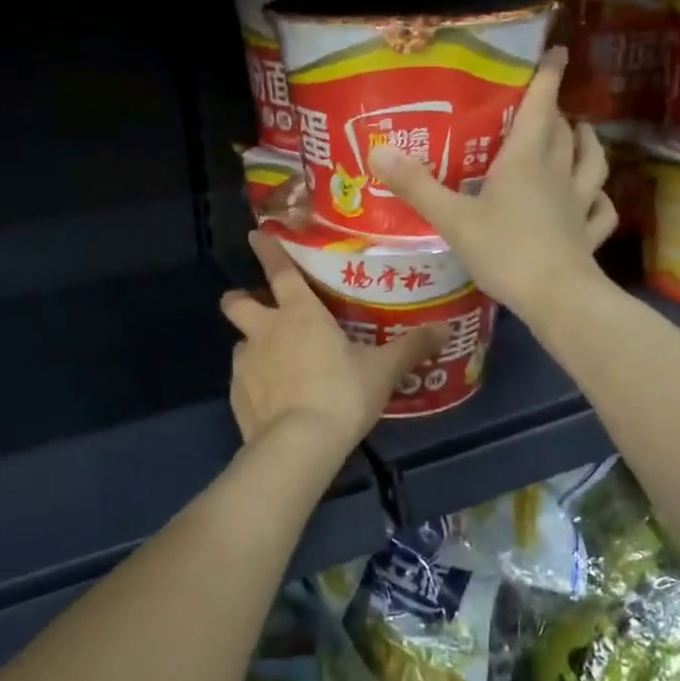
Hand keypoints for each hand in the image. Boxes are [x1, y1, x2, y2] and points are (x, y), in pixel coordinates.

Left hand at [221, 231, 447, 448]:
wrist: (299, 445)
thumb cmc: (342, 395)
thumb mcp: (383, 371)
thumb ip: (411, 347)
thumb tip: (444, 329)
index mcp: (299, 314)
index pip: (279, 270)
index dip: (267, 250)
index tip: (256, 235)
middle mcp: (266, 330)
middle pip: (236, 302)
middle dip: (241, 299)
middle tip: (258, 307)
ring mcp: (246, 362)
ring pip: (240, 342)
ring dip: (254, 345)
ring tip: (276, 364)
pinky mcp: (236, 394)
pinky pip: (242, 378)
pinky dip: (254, 382)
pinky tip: (273, 399)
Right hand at [369, 48, 616, 320]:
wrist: (555, 296)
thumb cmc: (504, 250)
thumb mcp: (452, 218)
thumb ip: (417, 186)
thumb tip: (378, 151)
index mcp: (526, 160)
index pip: (540, 107)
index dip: (548, 77)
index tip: (557, 52)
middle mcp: (557, 174)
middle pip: (564, 132)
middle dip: (557, 113)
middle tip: (546, 106)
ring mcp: (578, 205)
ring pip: (592, 164)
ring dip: (588, 144)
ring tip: (582, 135)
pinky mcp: (588, 235)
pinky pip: (602, 211)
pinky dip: (601, 200)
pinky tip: (595, 200)